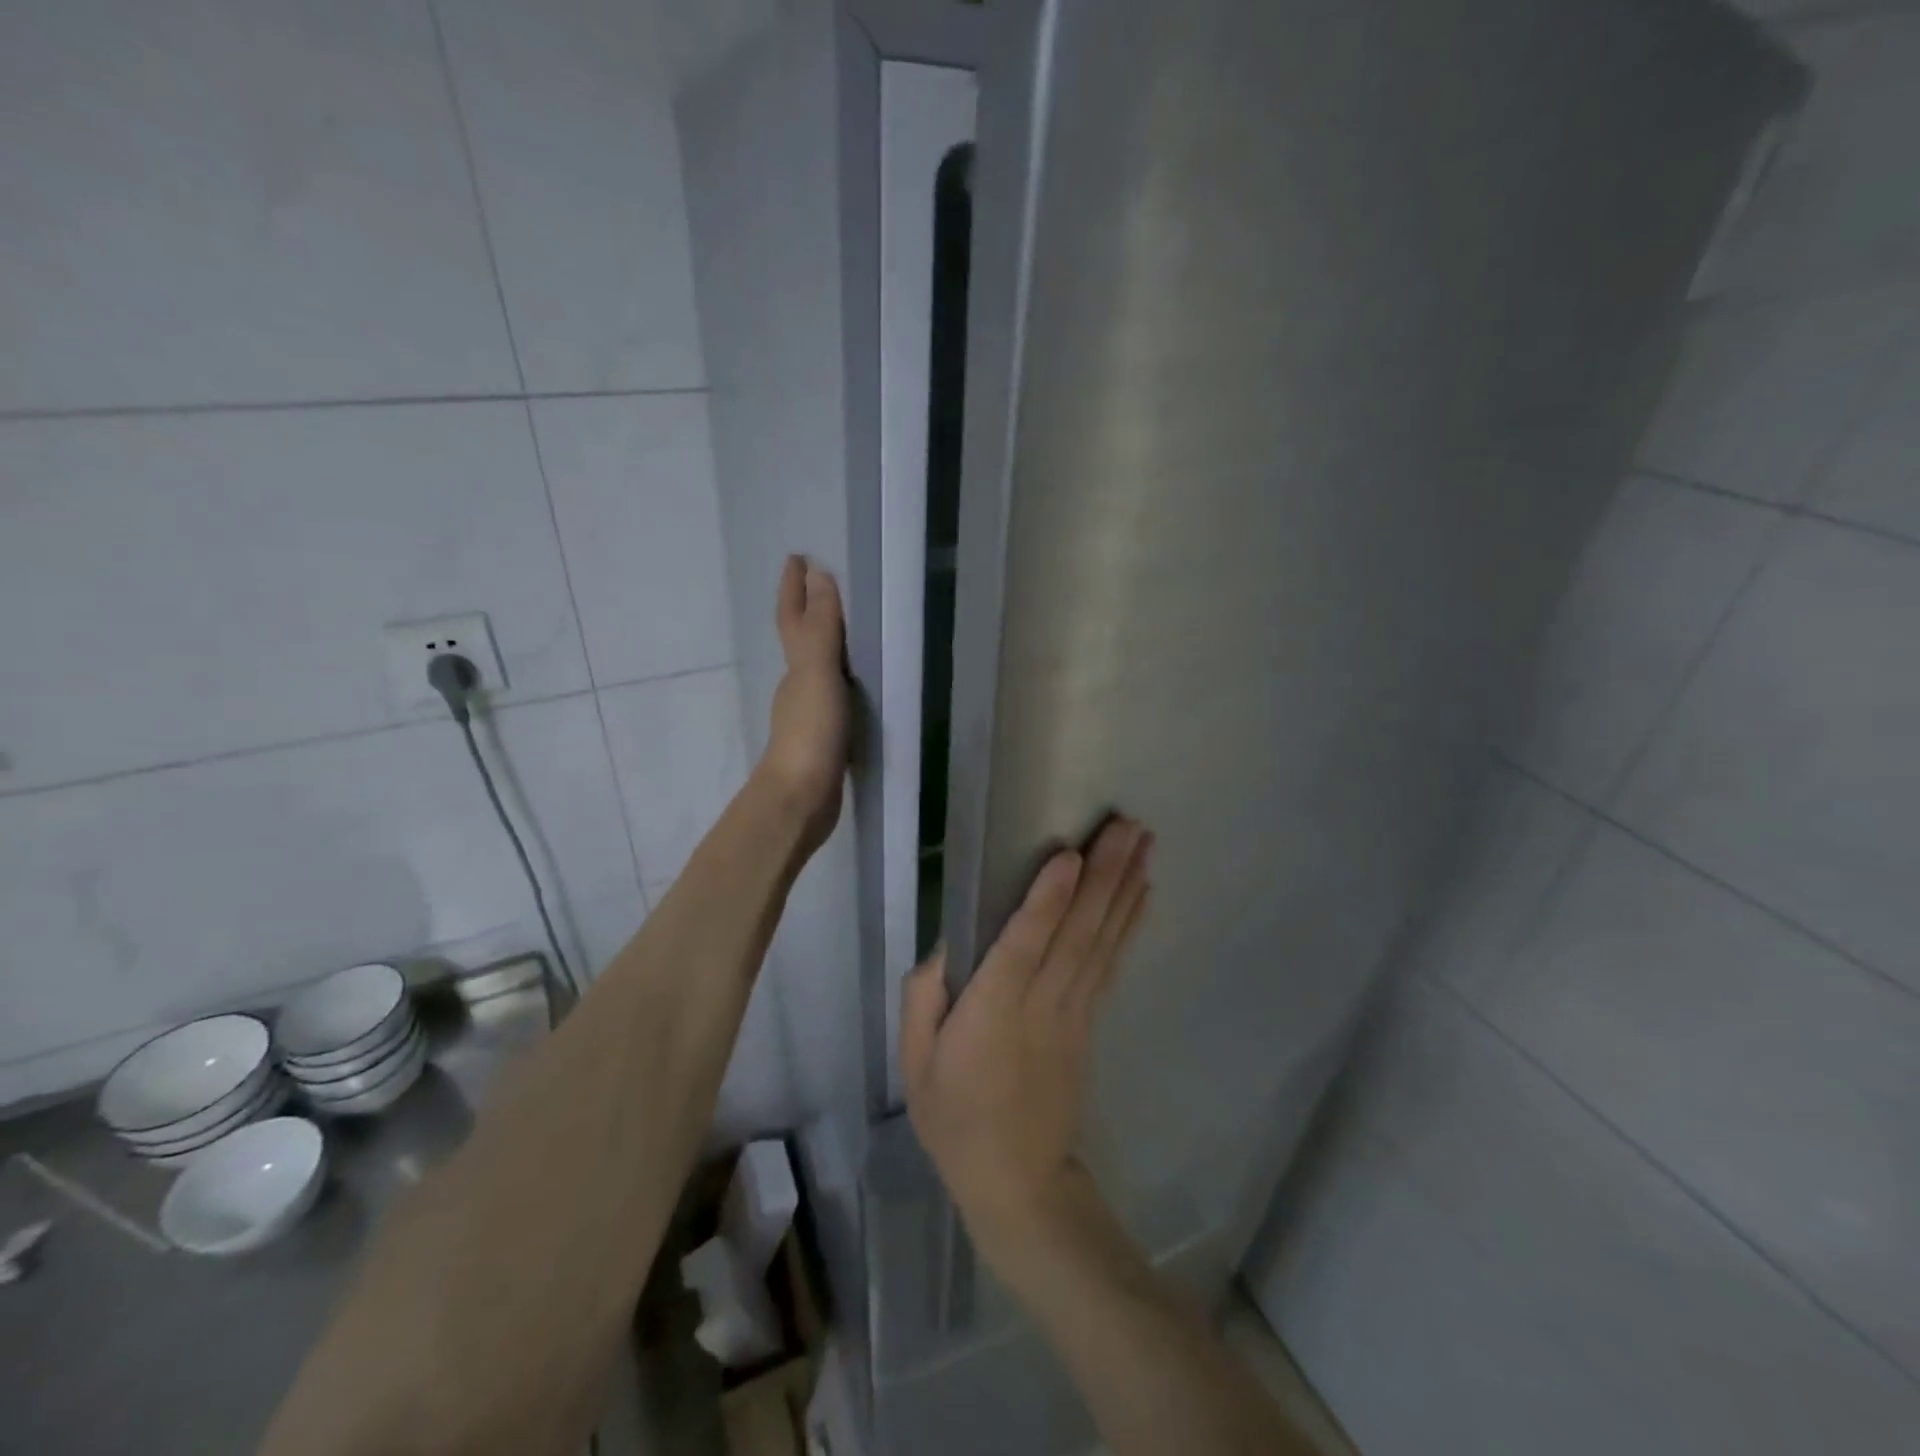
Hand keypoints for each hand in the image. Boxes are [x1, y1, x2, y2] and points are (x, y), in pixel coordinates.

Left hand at [759, 556, 850, 853]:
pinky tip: (858, 691)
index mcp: (796, 667)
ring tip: (848, 633)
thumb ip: (822, 627)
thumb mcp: (818, 673)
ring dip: (827, 648)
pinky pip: (835, 699)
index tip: (797, 557)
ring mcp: (809, 716)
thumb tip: (818, 573)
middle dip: (808, 611)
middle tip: (824, 586)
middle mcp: (798, 686)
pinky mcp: (824, 742)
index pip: (793, 617)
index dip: (794, 588)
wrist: (799, 800)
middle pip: (800, 640)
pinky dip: (843, 684)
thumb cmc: (810, 733)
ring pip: (817, 670)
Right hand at [901, 817, 1152, 1256]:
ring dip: (1124, 888)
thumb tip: (951, 943)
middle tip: (1127, 824)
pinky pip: (1110, 963)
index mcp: (993, 1011)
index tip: (1070, 853)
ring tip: (1145, 843)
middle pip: (1077, 932)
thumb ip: (925, 996)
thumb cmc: (955, 1117)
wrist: (1018, 1181)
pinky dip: (1128, 925)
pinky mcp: (1089, 1021)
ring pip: (1102, 941)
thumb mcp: (915, 1062)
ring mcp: (1074, 1012)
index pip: (1024, 945)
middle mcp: (1042, 1003)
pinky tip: (1143, 893)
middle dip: (1104, 874)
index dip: (1048, 899)